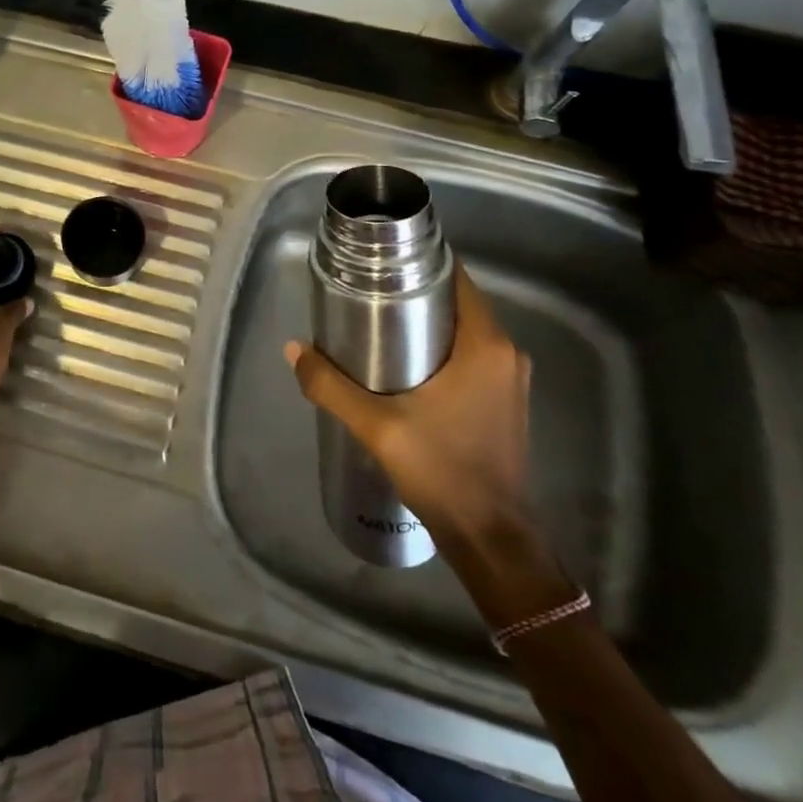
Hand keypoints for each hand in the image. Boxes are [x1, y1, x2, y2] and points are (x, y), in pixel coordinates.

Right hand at [286, 264, 536, 564]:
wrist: (492, 540)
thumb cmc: (443, 471)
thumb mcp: (378, 426)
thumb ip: (332, 385)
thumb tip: (293, 349)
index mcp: (486, 345)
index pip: (457, 279)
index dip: (421, 263)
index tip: (382, 261)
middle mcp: (506, 354)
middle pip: (457, 303)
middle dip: (415, 293)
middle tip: (368, 291)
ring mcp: (509, 380)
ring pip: (463, 331)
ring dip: (427, 323)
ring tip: (377, 322)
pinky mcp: (503, 402)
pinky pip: (470, 356)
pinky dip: (440, 349)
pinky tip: (404, 362)